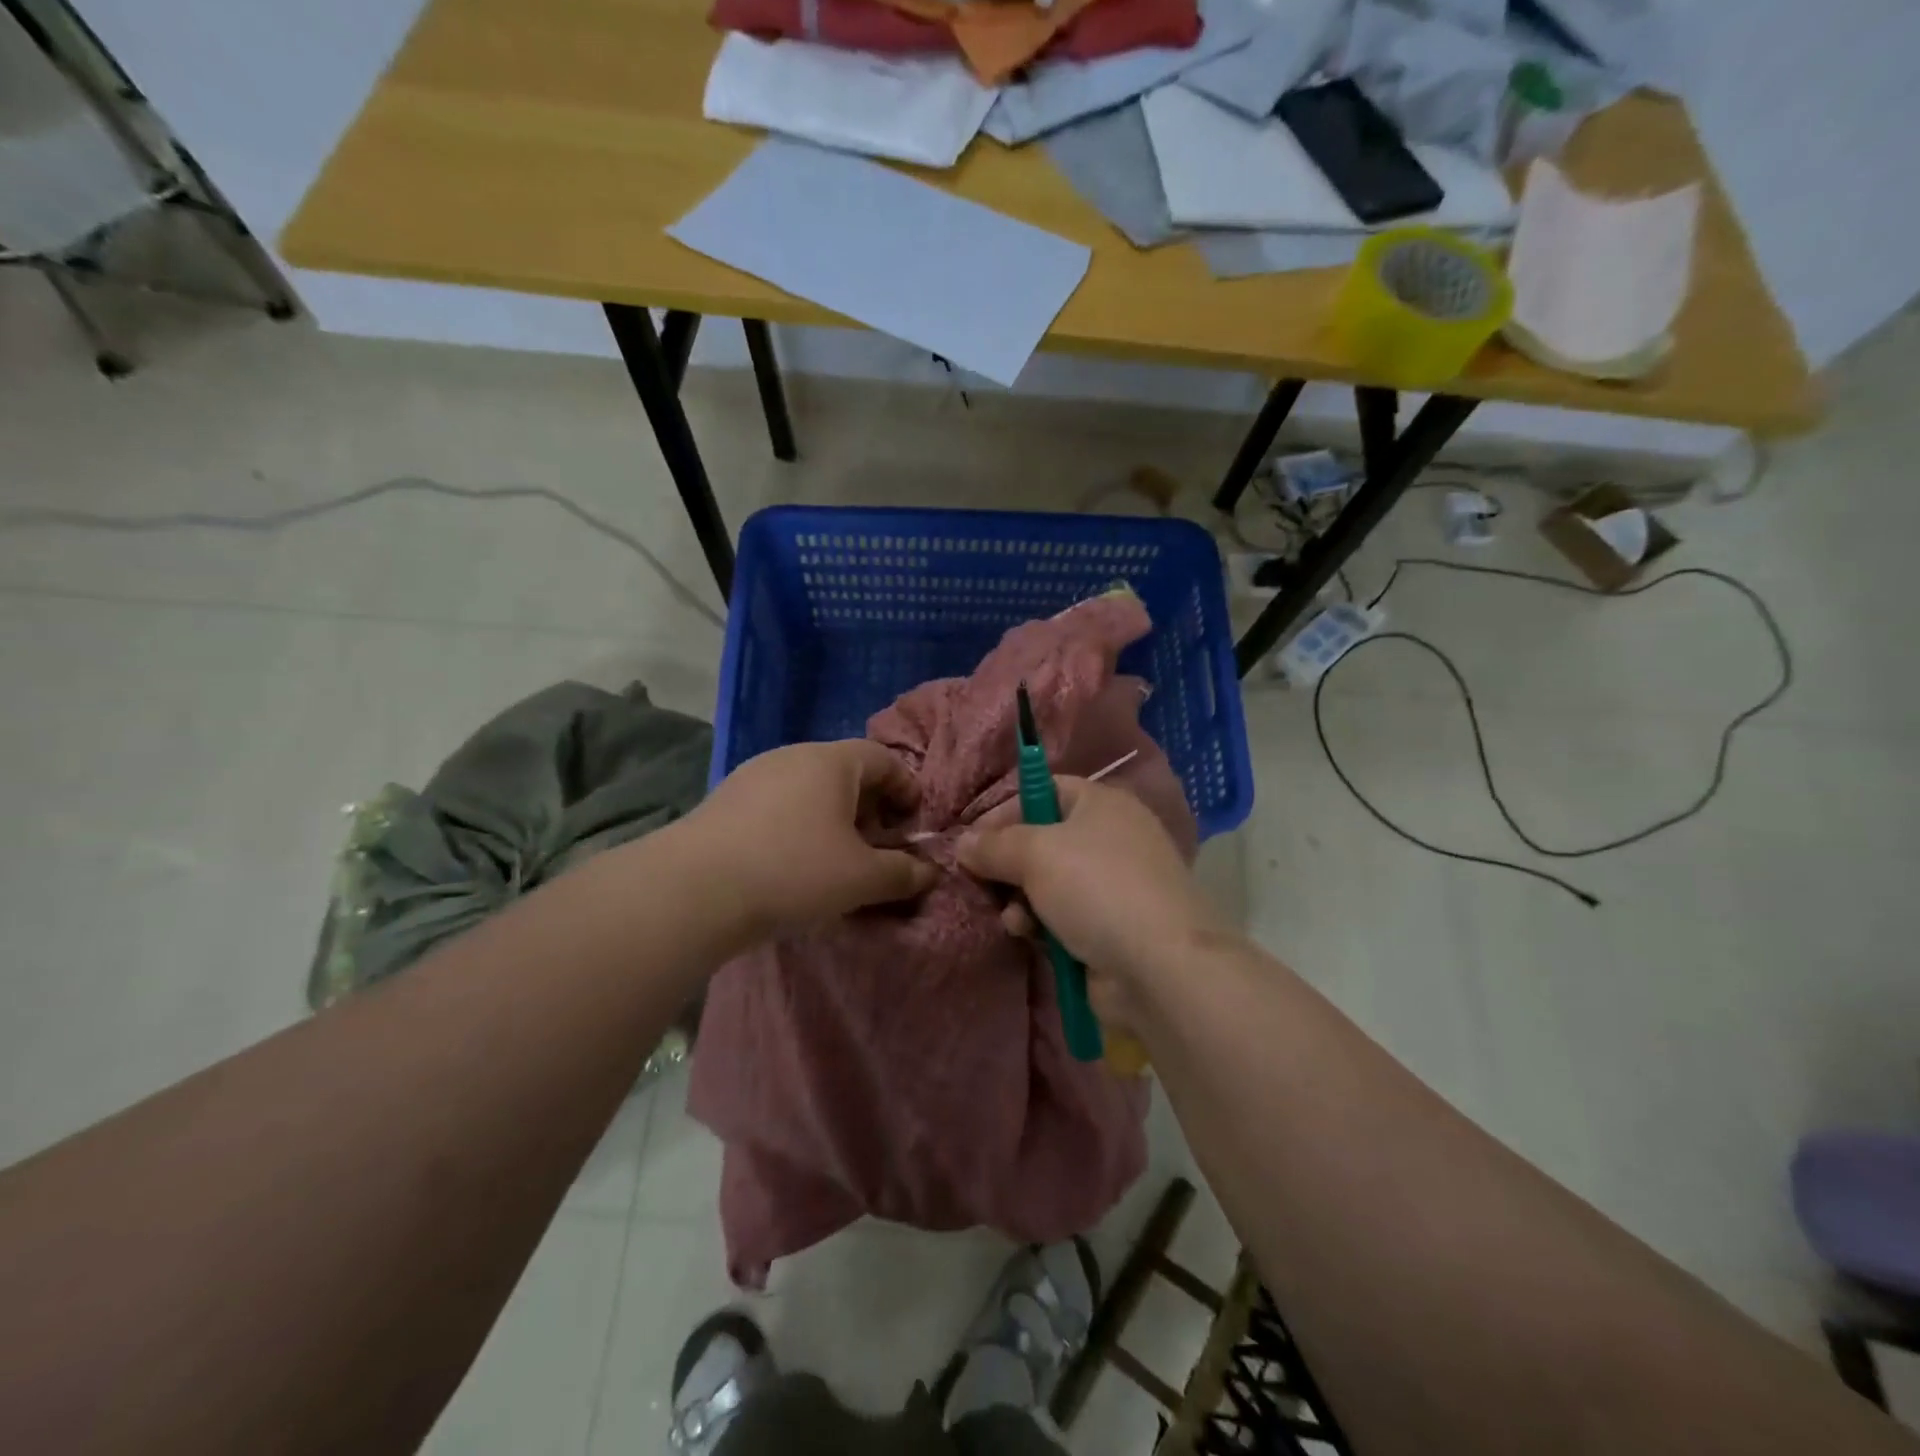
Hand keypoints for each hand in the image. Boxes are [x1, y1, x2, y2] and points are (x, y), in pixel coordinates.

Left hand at [684, 739, 937, 939]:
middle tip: (879, 846)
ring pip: (809, 789)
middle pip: (846, 772)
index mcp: (831, 761)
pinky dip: (799, 826)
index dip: (908, 789)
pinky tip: (793, 864)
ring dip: (833, 819)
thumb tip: (930, 872)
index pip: (884, 758)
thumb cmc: (793, 871)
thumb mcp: (861, 878)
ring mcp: (753, 775)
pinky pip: (779, 805)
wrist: (693, 890)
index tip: (914, 824)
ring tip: (837, 859)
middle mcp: (792, 756)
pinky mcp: (725, 801)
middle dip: (871, 807)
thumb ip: (903, 873)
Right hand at [957, 778, 1220, 1025]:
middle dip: (1007, 863)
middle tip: (979, 880)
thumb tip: (962, 843)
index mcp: (1101, 804)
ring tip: (1011, 916)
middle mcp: (1109, 838)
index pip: (1044, 790)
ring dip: (1020, 899)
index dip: (1005, 810)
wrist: (1160, 966)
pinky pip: (1060, 917)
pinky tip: (1028, 936)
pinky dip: (1040, 924)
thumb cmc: (1097, 888)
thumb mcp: (1035, 854)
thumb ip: (993, 844)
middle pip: (1041, 840)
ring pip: (1046, 883)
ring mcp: (1112, 885)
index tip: (971, 838)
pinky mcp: (1109, 927)